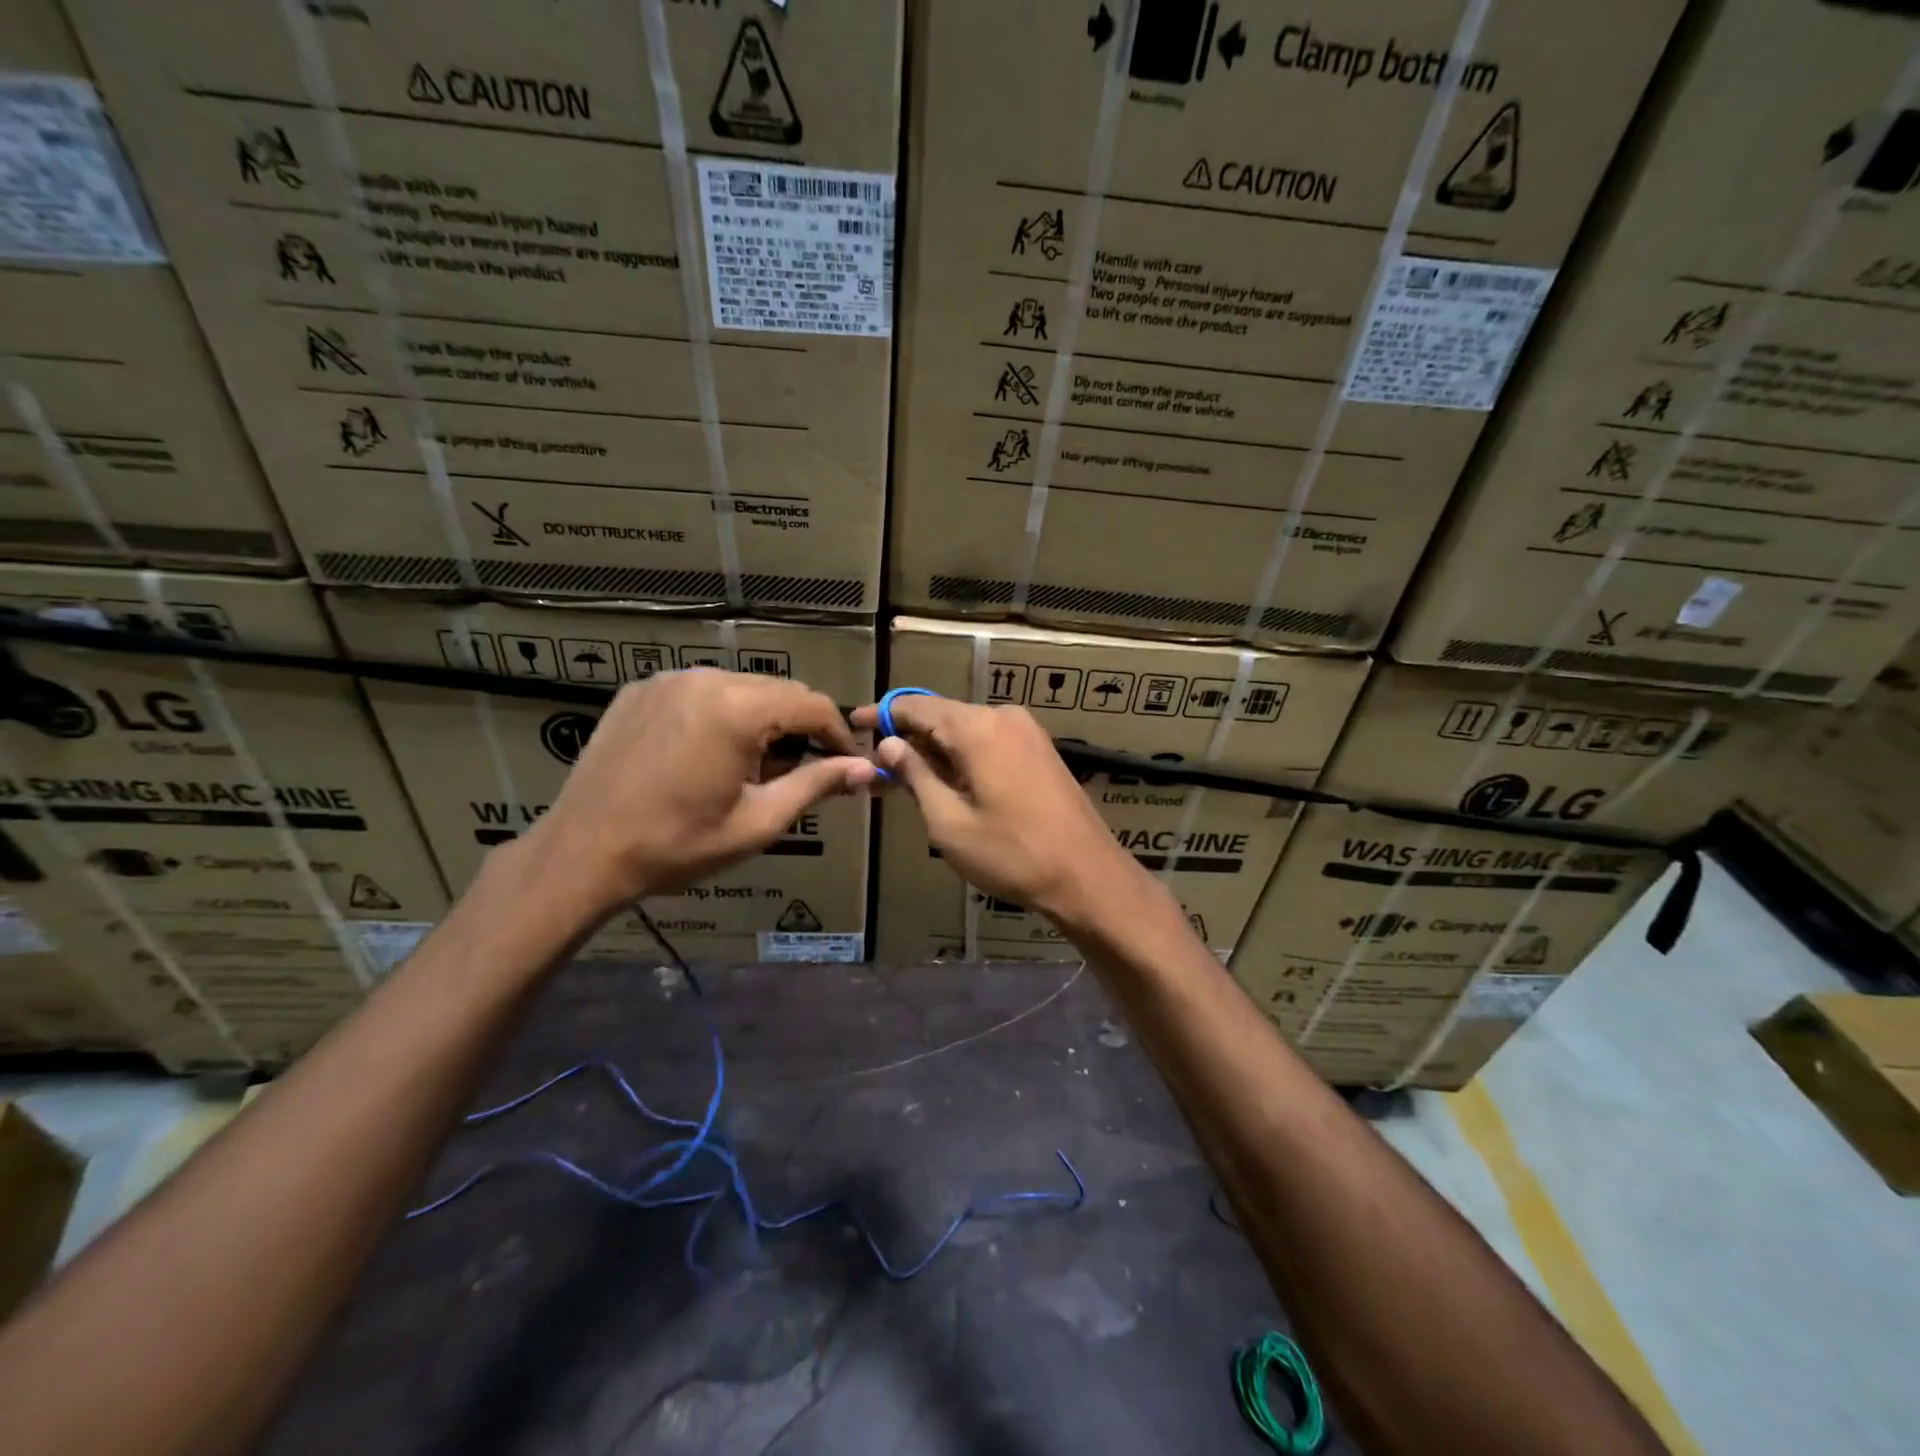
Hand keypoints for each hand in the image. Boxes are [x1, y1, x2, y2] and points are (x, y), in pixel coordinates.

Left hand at [529, 670, 877, 915]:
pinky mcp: (641, 689)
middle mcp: (705, 678)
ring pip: (741, 687)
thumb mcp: (758, 822)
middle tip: (796, 775)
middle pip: (779, 691)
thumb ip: (816, 785)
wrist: (582, 853)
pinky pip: (701, 690)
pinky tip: (708, 754)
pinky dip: (721, 714)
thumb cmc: (677, 845)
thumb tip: (867, 769)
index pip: (813, 705)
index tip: (847, 767)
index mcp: (737, 709)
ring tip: (749, 769)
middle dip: (799, 729)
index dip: (838, 735)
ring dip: (761, 720)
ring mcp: (668, 679)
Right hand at [853, 696, 1142, 924]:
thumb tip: (890, 745)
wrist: (1086, 875)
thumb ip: (916, 776)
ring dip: (934, 750)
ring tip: (902, 778)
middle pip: (942, 716)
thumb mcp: (949, 822)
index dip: (882, 714)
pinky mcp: (1040, 750)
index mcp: (978, 728)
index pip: (916, 707)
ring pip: (966, 730)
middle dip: (907, 738)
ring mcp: (1027, 732)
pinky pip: (989, 742)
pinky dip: (961, 756)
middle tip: (874, 764)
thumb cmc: (1011, 854)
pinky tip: (944, 780)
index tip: (852, 723)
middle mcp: (1003, 717)